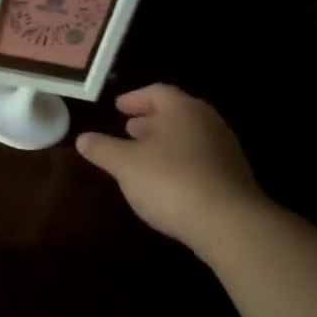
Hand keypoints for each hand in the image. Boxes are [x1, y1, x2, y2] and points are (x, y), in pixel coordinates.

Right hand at [75, 85, 266, 257]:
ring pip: (188, 137)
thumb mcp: (125, 165)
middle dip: (150, 121)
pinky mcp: (233, 177)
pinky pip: (199, 159)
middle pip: (176, 113)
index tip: (118, 107)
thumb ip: (103, 149)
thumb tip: (83, 138)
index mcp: (183, 110)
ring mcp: (224, 150)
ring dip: (164, 142)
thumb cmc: (171, 182)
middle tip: (128, 129)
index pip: (157, 92)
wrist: (229, 224)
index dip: (134, 98)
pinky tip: (164, 181)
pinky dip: (178, 161)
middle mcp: (208, 122)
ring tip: (142, 155)